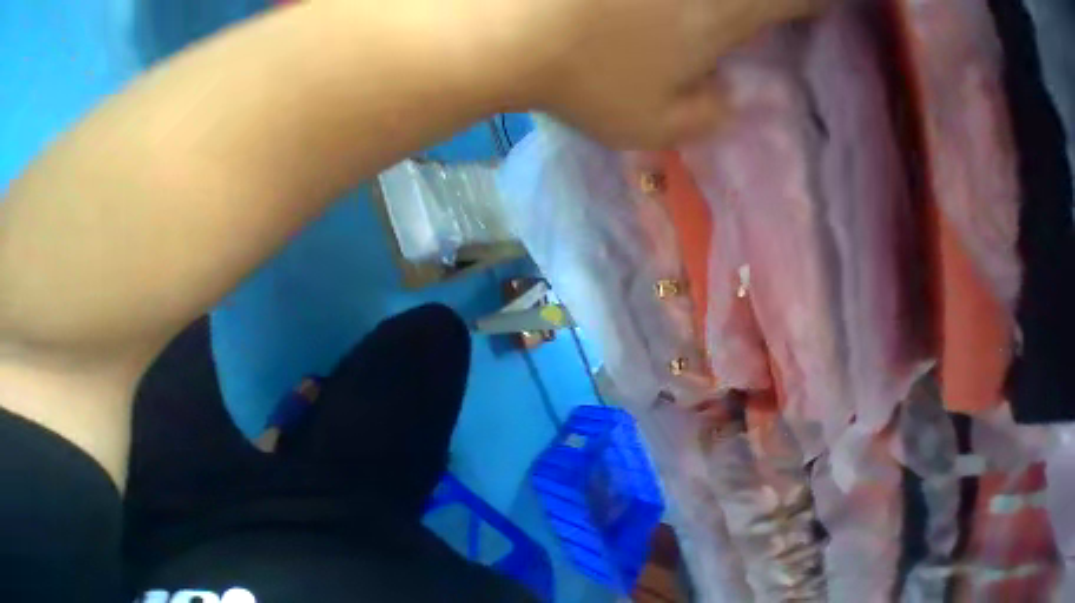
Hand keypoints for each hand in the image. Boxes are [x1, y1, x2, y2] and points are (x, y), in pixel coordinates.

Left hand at [504, 0, 823, 147]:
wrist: (526, 29)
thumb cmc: (592, 86)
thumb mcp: (648, 127)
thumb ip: (699, 120)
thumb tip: (731, 105)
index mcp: (726, 13)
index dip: (817, 6)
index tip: (817, 15)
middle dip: (777, 9)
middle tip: (769, 23)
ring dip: (726, 13)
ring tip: (710, 28)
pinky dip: (687, 6)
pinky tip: (682, 15)